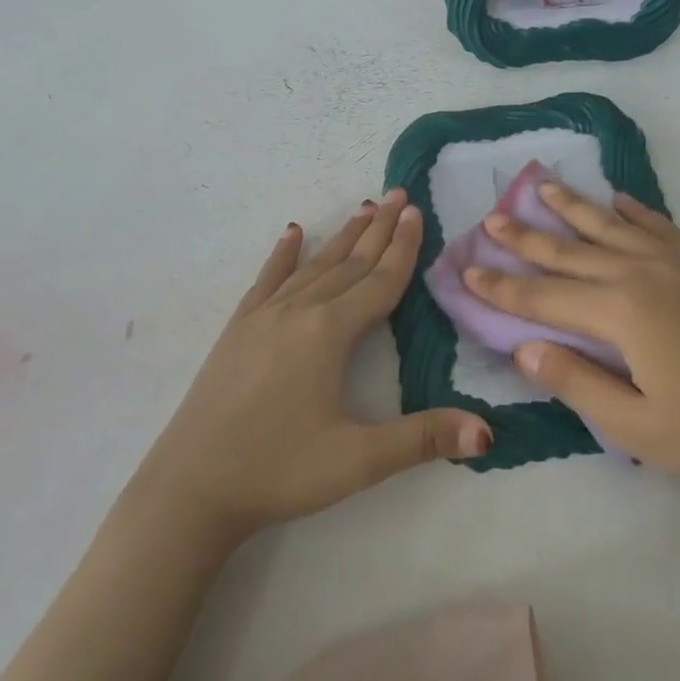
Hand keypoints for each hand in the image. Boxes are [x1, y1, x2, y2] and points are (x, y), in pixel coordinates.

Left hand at [135, 190, 492, 538]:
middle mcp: (298, 312)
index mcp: (328, 333)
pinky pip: (267, 280)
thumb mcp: (358, 461)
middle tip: (399, 193)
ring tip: (363, 207)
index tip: (417, 211)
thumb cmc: (279, 471)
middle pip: (349, 263)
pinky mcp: (238, 329)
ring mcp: (263, 317)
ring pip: (313, 266)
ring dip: (342, 237)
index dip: (402, 248)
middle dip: (378, 229)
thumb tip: (488, 432)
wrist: (191, 487)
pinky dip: (283, 255)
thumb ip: (423, 440)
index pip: (378, 281)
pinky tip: (291, 233)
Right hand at [462, 181, 679, 497]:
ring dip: (571, 207)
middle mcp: (640, 274)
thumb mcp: (639, 429)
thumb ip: (576, 383)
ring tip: (541, 185)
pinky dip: (631, 210)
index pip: (543, 296)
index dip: (501, 287)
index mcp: (620, 313)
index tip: (465, 270)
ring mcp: (676, 264)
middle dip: (525, 237)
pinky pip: (656, 226)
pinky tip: (617, 200)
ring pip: (609, 226)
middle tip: (490, 217)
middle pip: (569, 250)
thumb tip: (523, 347)